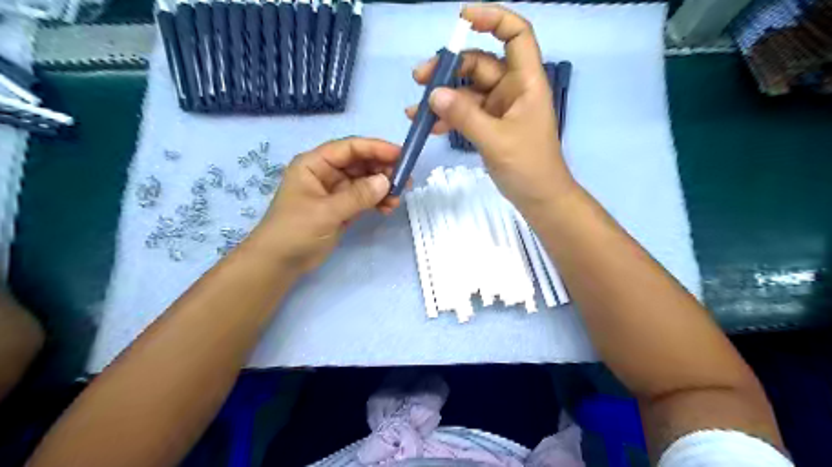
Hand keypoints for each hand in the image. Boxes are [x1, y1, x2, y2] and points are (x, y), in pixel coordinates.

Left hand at [255, 137, 403, 271]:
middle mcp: (326, 173)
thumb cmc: (295, 231)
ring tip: (398, 199)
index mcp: (315, 163)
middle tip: (406, 180)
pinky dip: (378, 201)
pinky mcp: (343, 207)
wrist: (280, 263)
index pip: (349, 148)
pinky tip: (388, 208)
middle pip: (360, 163)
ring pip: (366, 181)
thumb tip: (387, 182)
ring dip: (383, 187)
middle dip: (383, 169)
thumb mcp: (326, 212)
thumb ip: (357, 196)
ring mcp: (336, 191)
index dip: (376, 148)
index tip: (401, 155)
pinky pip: (365, 198)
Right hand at [408, 4, 579, 214]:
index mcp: (525, 82)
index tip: (462, 19)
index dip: (493, 19)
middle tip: (420, 79)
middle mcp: (513, 89)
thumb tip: (433, 94)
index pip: (516, 35)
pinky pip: (466, 113)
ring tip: (416, 111)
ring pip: (468, 91)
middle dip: (449, 69)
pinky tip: (429, 127)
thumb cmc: (529, 167)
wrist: (540, 199)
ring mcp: (500, 109)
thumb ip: (465, 116)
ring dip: (443, 98)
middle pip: (480, 64)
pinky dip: (449, 117)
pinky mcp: (490, 126)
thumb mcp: (496, 140)